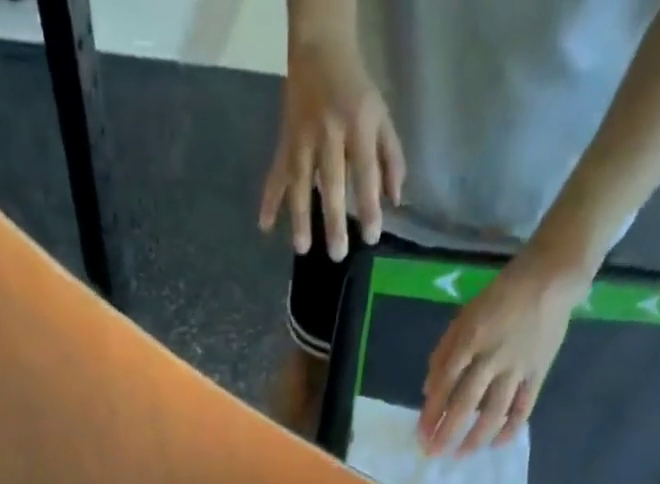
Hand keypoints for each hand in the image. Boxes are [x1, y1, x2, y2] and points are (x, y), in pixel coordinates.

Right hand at [259, 35, 404, 258]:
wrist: (320, 52)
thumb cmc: (357, 93)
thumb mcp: (382, 117)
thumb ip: (391, 158)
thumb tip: (394, 201)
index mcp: (358, 125)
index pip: (365, 172)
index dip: (369, 206)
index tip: (371, 237)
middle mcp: (328, 133)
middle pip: (331, 183)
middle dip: (334, 221)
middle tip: (337, 254)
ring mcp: (302, 139)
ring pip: (300, 182)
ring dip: (299, 217)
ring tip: (302, 248)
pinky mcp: (285, 143)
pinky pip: (275, 174)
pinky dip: (269, 199)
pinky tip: (264, 225)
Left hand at [419, 254, 589, 455]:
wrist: (550, 278)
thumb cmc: (499, 298)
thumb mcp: (463, 318)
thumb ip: (443, 354)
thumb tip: (427, 393)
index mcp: (469, 340)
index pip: (444, 384)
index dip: (431, 413)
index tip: (421, 435)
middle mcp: (492, 357)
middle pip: (466, 403)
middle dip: (448, 432)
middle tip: (435, 453)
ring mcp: (517, 367)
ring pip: (495, 411)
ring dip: (476, 437)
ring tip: (462, 455)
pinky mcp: (539, 372)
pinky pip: (524, 406)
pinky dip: (511, 428)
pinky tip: (498, 444)